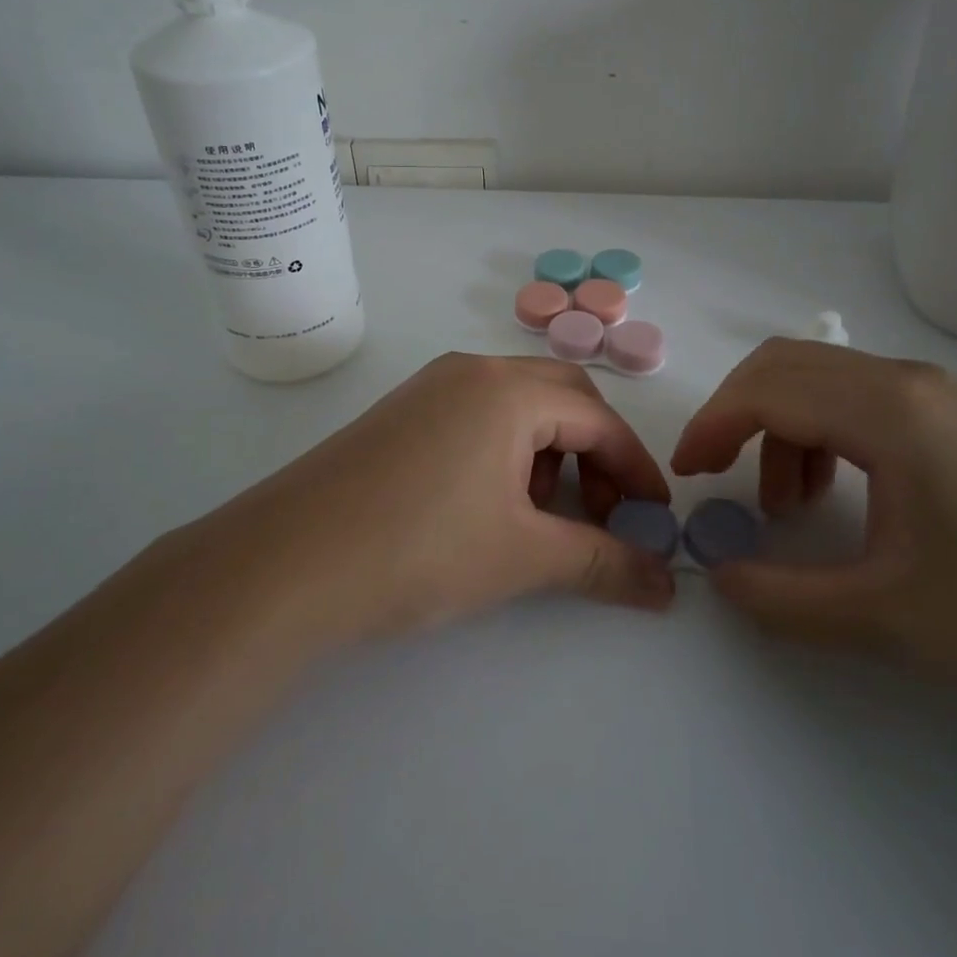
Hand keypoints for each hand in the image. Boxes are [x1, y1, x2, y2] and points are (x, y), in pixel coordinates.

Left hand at [207, 353, 675, 646]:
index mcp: (508, 390)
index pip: (600, 421)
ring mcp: (431, 386)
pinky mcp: (402, 410)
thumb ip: (603, 563)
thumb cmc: (420, 549)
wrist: (289, 561)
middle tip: (603, 510)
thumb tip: (667, 585)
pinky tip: (489, 502)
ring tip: (539, 514)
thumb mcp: (522, 557)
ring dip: (550, 450)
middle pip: (563, 397)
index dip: (636, 471)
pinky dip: (507, 448)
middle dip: (596, 451)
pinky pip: (478, 413)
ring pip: (519, 403)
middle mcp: (472, 371)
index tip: (655, 518)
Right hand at [671, 339, 956, 688]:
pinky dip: (823, 432)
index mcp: (886, 411)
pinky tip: (843, 493)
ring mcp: (936, 392)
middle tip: (716, 473)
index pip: (767, 390)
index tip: (687, 474)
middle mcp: (905, 381)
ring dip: (782, 427)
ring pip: (823, 379)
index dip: (712, 426)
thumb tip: (721, 577)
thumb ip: (786, 601)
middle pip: (786, 364)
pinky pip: (861, 398)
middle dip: (736, 414)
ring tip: (790, 505)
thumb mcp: (889, 619)